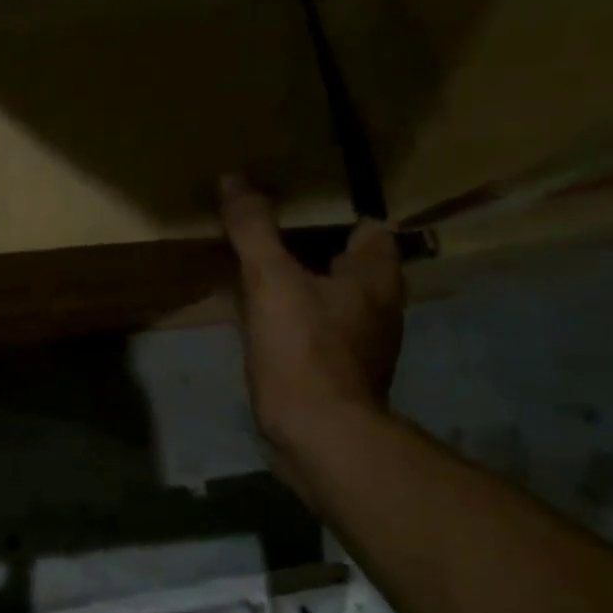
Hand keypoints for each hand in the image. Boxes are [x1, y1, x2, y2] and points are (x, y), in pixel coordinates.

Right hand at [219, 177, 402, 484]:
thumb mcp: (271, 280)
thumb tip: (234, 178)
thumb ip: (254, 230)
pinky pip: (314, 330)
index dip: (339, 212)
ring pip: (331, 299)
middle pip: (349, 264)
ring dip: (303, 285)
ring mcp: (359, 344)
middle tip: (271, 233)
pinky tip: (262, 319)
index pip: (369, 229)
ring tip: (261, 271)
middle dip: (316, 248)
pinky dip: (293, 318)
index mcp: (375, 278)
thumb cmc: (304, 349)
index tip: (300, 203)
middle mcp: (377, 307)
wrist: (317, 434)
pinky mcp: (336, 373)